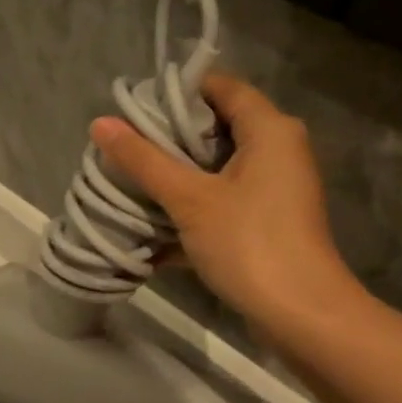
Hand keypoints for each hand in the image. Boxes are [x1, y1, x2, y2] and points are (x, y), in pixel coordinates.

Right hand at [91, 73, 356, 325]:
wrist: (301, 315)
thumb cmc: (249, 243)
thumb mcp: (190, 199)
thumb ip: (145, 160)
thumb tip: (100, 123)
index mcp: (269, 129)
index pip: (221, 87)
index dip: (178, 91)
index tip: (135, 107)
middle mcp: (278, 150)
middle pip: (218, 126)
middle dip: (170, 137)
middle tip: (127, 145)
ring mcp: (275, 188)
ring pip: (219, 167)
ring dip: (178, 175)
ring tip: (131, 179)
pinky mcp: (268, 221)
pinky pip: (225, 200)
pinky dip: (194, 206)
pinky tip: (153, 223)